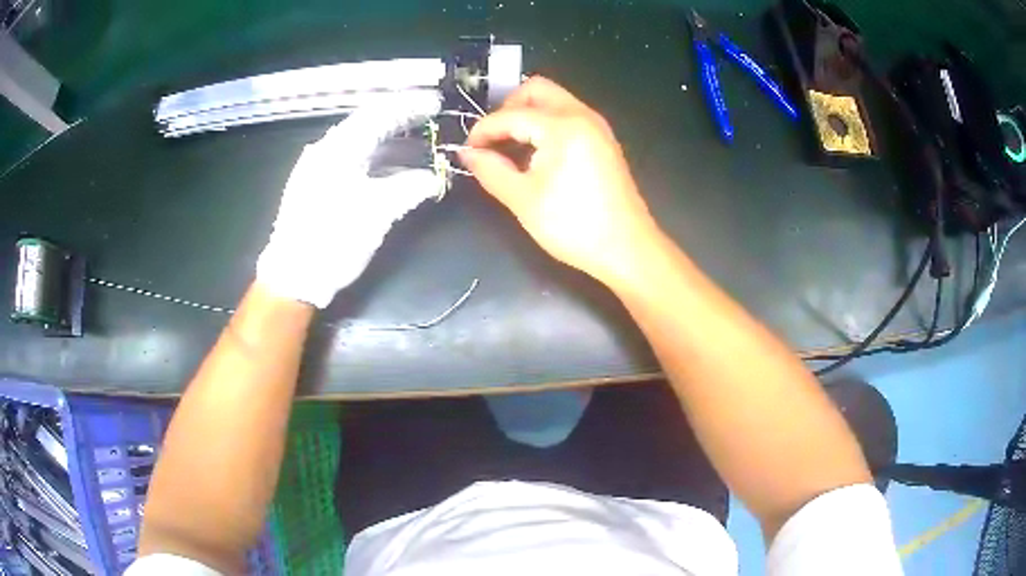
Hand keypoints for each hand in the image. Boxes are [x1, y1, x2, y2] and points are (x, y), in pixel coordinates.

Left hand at [257, 91, 444, 307]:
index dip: (409, 106)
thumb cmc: (334, 239)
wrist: (293, 275)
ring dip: (390, 142)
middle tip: (429, 117)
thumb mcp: (378, 212)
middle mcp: (326, 151)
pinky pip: (352, 163)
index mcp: (339, 148)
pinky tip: (392, 170)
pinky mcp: (316, 187)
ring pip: (360, 145)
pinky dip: (375, 162)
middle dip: (400, 120)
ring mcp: (318, 169)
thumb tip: (433, 178)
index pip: (379, 114)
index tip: (435, 102)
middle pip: (368, 125)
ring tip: (418, 144)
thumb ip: (410, 188)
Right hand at [459, 76, 658, 285]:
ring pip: (554, 100)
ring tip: (510, 148)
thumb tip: (467, 153)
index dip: (483, 131)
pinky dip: (546, 124)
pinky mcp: (603, 141)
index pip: (511, 115)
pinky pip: (568, 116)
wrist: (627, 249)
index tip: (468, 150)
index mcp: (562, 126)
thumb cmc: (574, 226)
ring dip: (528, 114)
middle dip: (508, 108)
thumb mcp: (523, 200)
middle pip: (536, 90)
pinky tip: (536, 154)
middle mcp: (582, 116)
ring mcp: (597, 127)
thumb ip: (490, 170)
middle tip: (493, 139)